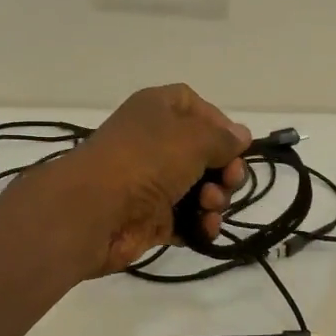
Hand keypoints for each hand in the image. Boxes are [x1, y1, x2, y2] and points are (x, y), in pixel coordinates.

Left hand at [42, 85, 250, 274]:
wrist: (94, 212)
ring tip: (209, 207)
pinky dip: (200, 224)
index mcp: (157, 110)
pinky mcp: (151, 218)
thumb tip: (241, 136)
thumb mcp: (193, 139)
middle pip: (204, 153)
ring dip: (215, 199)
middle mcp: (154, 142)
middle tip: (229, 182)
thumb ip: (223, 139)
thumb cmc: (145, 161)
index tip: (236, 145)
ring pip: (200, 188)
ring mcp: (153, 182)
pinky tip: (205, 228)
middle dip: (224, 170)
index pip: (195, 106)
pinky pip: (187, 219)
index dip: (219, 124)